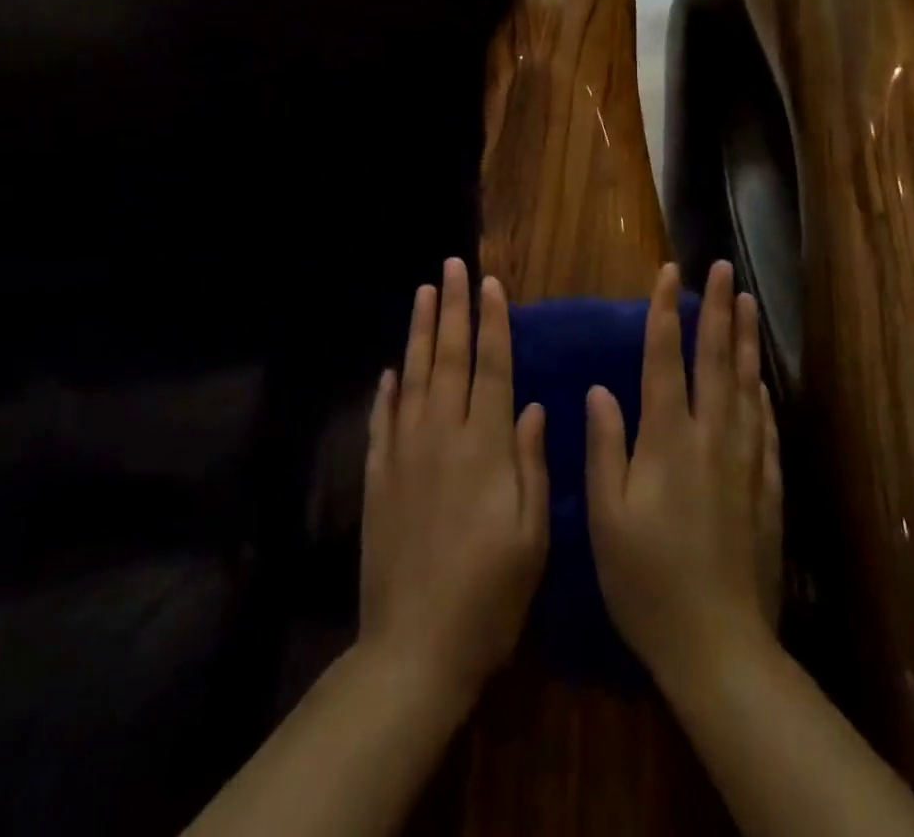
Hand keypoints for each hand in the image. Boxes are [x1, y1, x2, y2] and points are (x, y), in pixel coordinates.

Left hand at [360, 259, 549, 710]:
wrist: (415, 646)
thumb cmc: (490, 595)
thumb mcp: (532, 535)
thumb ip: (532, 463)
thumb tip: (535, 405)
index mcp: (486, 446)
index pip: (492, 367)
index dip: (492, 323)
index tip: (490, 285)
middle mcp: (443, 435)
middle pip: (449, 357)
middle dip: (452, 308)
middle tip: (452, 266)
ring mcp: (405, 453)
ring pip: (413, 376)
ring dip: (418, 331)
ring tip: (423, 293)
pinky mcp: (379, 476)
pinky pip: (383, 419)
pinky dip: (387, 389)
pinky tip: (391, 369)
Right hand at [585, 261, 783, 693]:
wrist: (719, 645)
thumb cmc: (647, 581)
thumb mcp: (606, 517)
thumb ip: (606, 447)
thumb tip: (600, 389)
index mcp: (667, 440)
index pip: (666, 359)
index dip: (666, 312)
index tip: (670, 272)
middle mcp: (710, 439)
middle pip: (715, 360)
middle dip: (718, 309)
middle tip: (725, 269)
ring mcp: (744, 462)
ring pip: (745, 386)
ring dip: (745, 340)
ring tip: (749, 303)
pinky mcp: (766, 489)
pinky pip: (764, 428)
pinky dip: (762, 396)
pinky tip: (761, 382)